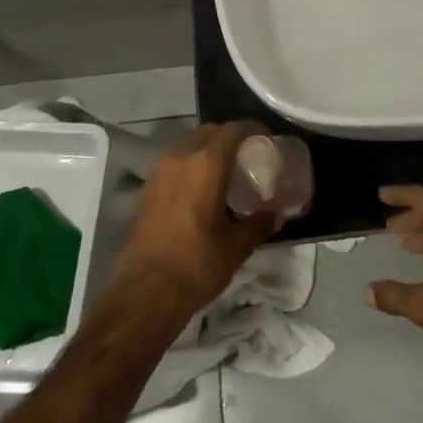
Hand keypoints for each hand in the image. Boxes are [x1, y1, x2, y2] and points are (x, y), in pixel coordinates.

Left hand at [110, 122, 278, 324]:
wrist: (146, 293)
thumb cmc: (197, 264)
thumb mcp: (237, 246)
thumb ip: (259, 223)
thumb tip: (276, 213)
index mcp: (205, 164)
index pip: (233, 130)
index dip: (253, 130)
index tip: (268, 140)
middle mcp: (180, 158)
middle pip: (209, 132)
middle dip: (229, 137)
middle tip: (248, 155)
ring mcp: (159, 172)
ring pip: (188, 146)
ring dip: (207, 150)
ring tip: (225, 171)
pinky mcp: (146, 190)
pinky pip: (174, 164)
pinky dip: (190, 166)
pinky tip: (201, 189)